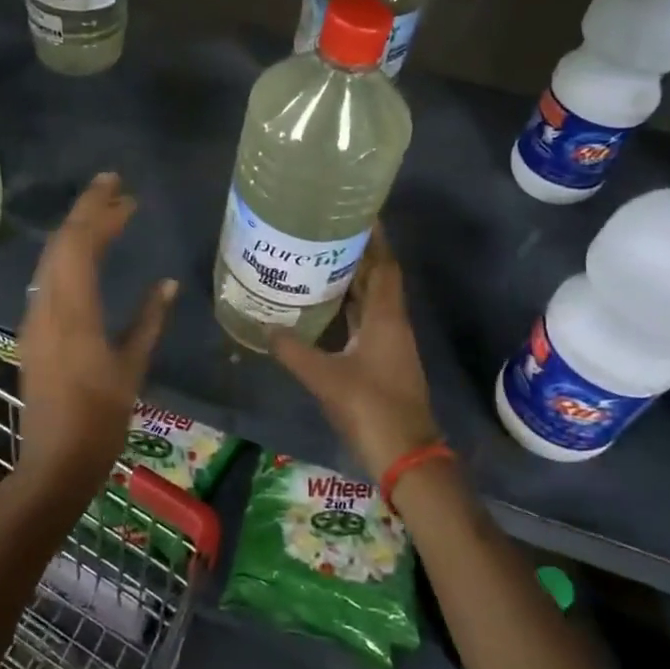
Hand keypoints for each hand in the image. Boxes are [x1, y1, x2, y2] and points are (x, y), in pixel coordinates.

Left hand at [15, 173, 177, 500]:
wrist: (55, 461)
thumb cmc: (101, 419)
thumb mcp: (132, 367)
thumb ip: (149, 320)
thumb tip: (167, 283)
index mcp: (73, 313)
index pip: (80, 246)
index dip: (101, 213)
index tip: (124, 192)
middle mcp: (47, 306)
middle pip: (61, 244)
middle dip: (86, 210)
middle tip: (114, 187)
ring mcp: (35, 318)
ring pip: (50, 258)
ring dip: (76, 230)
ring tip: (105, 212)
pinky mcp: (33, 330)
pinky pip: (47, 277)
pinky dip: (67, 254)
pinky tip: (86, 253)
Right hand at [271, 228, 439, 480]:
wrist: (405, 455)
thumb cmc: (370, 408)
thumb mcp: (325, 377)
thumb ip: (293, 351)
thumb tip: (264, 328)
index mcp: (385, 318)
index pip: (384, 265)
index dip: (375, 239)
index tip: (357, 213)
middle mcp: (391, 323)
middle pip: (378, 278)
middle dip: (357, 254)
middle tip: (324, 232)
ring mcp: (389, 343)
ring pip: (371, 300)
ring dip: (352, 279)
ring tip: (319, 259)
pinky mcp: (382, 360)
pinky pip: (365, 320)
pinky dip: (348, 307)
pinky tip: (324, 305)